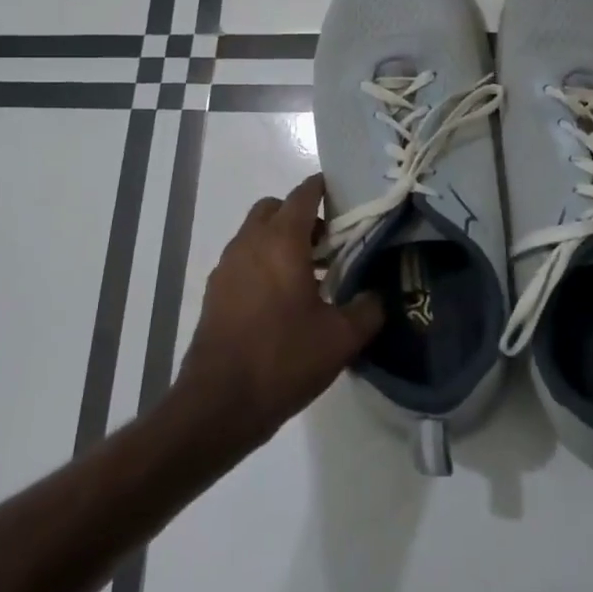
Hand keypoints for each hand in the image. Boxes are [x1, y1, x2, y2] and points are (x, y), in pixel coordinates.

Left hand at [174, 175, 383, 450]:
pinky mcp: (215, 291)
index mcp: (281, 241)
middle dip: (300, 215)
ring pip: (255, 234)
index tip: (343, 194)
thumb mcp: (341, 338)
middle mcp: (249, 243)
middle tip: (328, 242)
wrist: (219, 403)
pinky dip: (263, 263)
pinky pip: (243, 260)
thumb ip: (367, 309)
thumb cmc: (283, 359)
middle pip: (274, 208)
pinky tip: (282, 300)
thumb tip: (378, 296)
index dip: (323, 188)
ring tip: (309, 275)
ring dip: (280, 240)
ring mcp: (227, 266)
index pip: (302, 195)